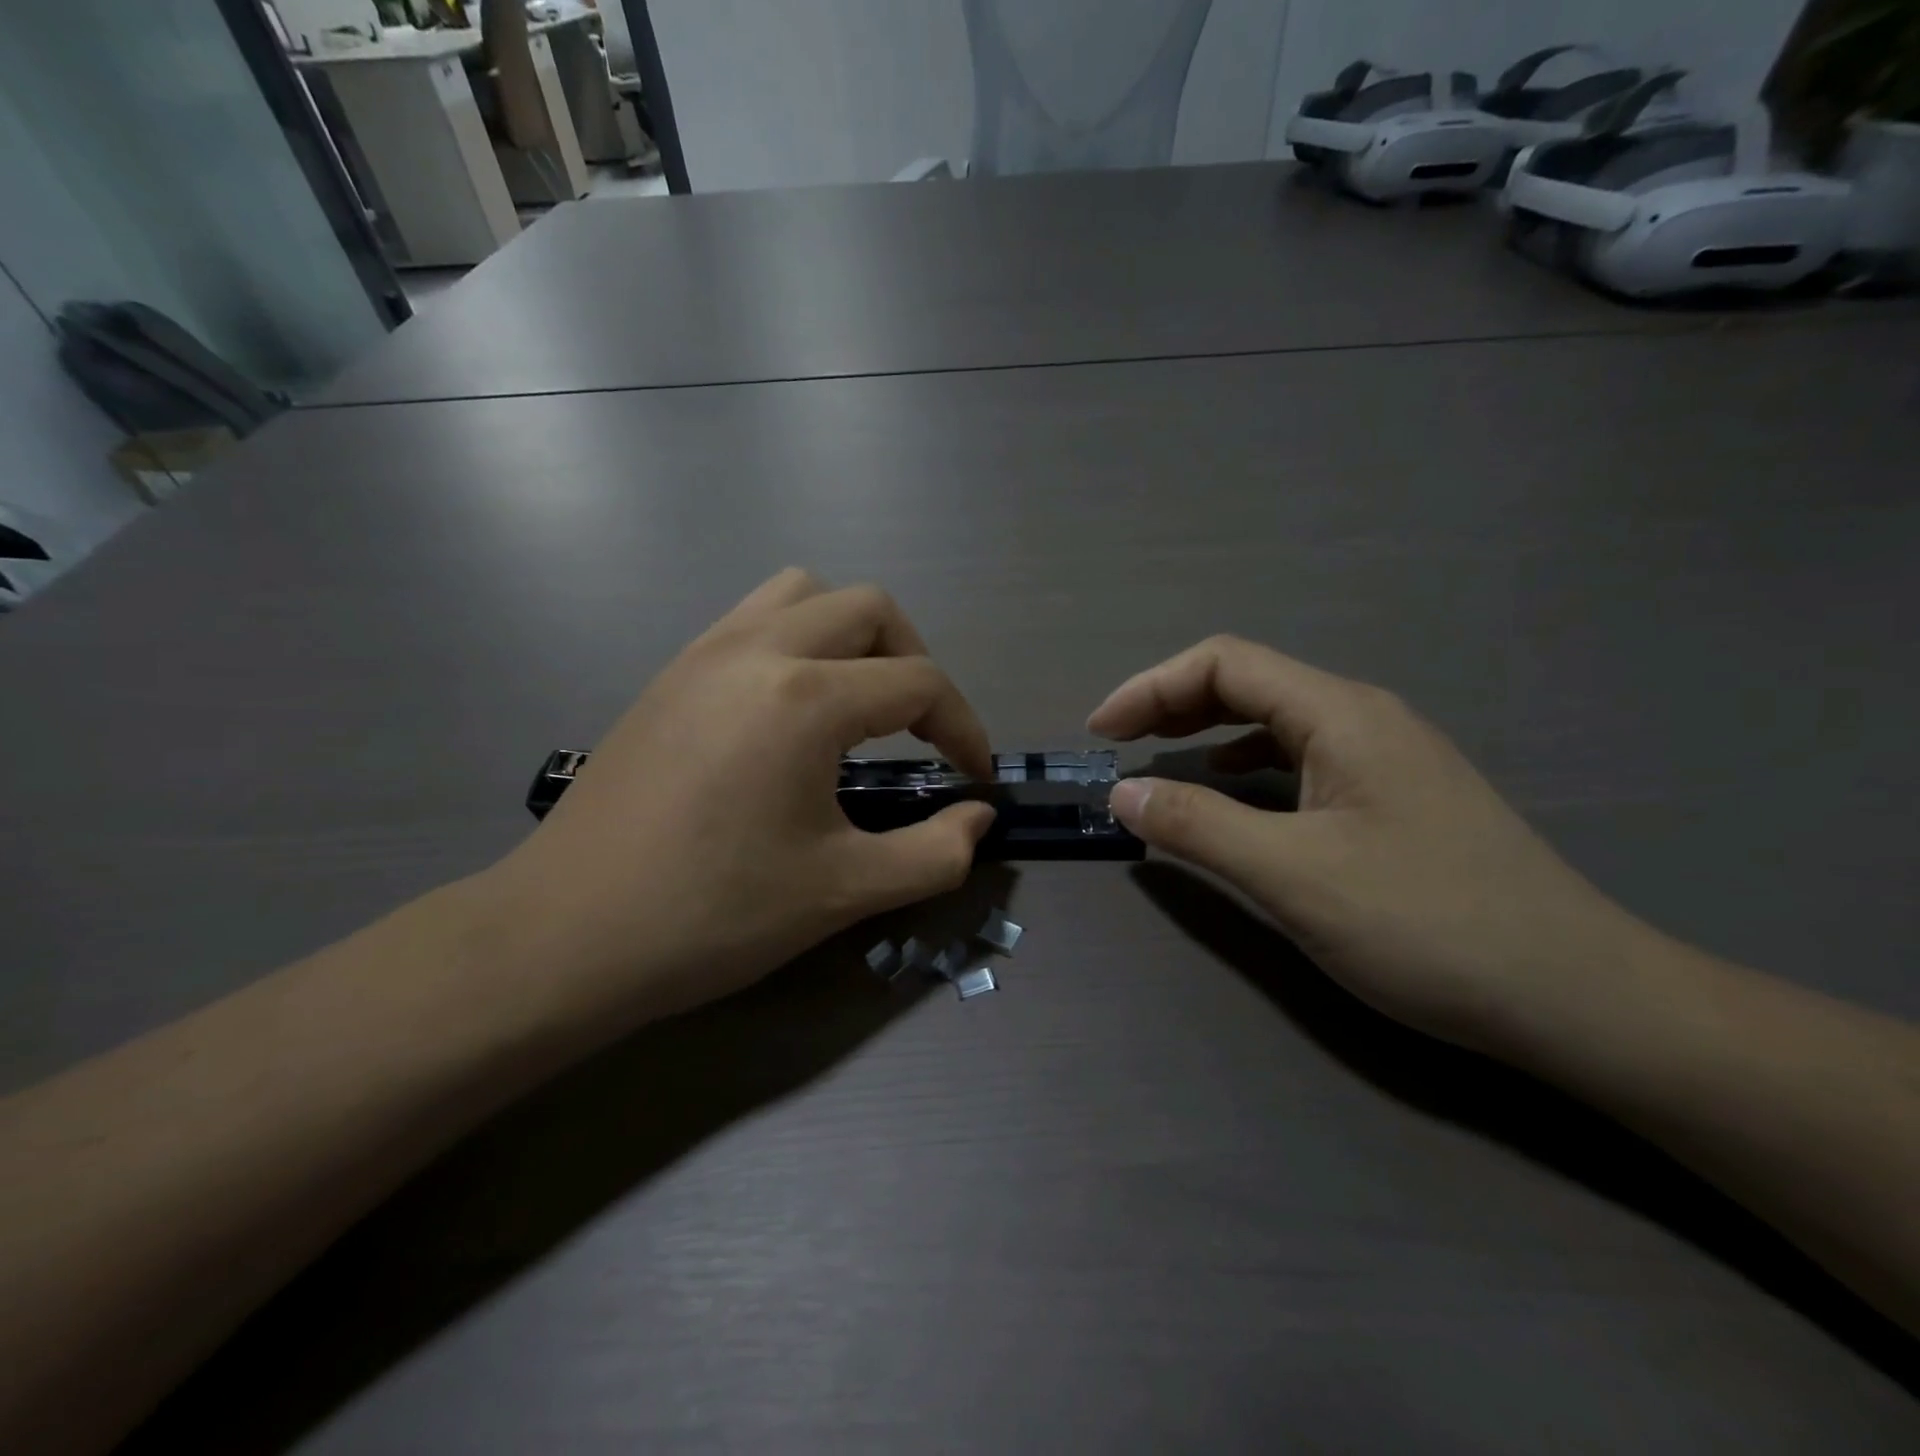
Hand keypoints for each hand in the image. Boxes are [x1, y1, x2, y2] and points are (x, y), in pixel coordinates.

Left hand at [482, 569, 995, 1024]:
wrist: (566, 935)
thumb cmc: (714, 915)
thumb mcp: (843, 892)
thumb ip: (933, 853)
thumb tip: (980, 817)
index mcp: (805, 699)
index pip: (919, 682)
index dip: (963, 727)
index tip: (974, 777)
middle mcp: (758, 650)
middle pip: (870, 609)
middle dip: (915, 662)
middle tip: (920, 732)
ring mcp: (705, 653)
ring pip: (804, 594)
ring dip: (852, 636)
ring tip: (858, 704)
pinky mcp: (671, 673)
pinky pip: (752, 618)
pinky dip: (797, 640)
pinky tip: (791, 710)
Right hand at [1089, 636, 1646, 1050]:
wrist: (1577, 997)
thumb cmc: (1427, 926)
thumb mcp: (1292, 877)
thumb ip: (1197, 827)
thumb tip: (1121, 793)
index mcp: (1341, 714)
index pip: (1224, 663)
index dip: (1150, 688)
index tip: (1100, 733)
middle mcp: (1364, 718)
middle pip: (1249, 682)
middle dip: (1172, 703)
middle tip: (1118, 744)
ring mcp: (1385, 757)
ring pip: (1275, 719)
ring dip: (1207, 730)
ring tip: (1159, 760)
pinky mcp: (1394, 796)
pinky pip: (1300, 757)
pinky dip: (1246, 763)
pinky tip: (1232, 790)